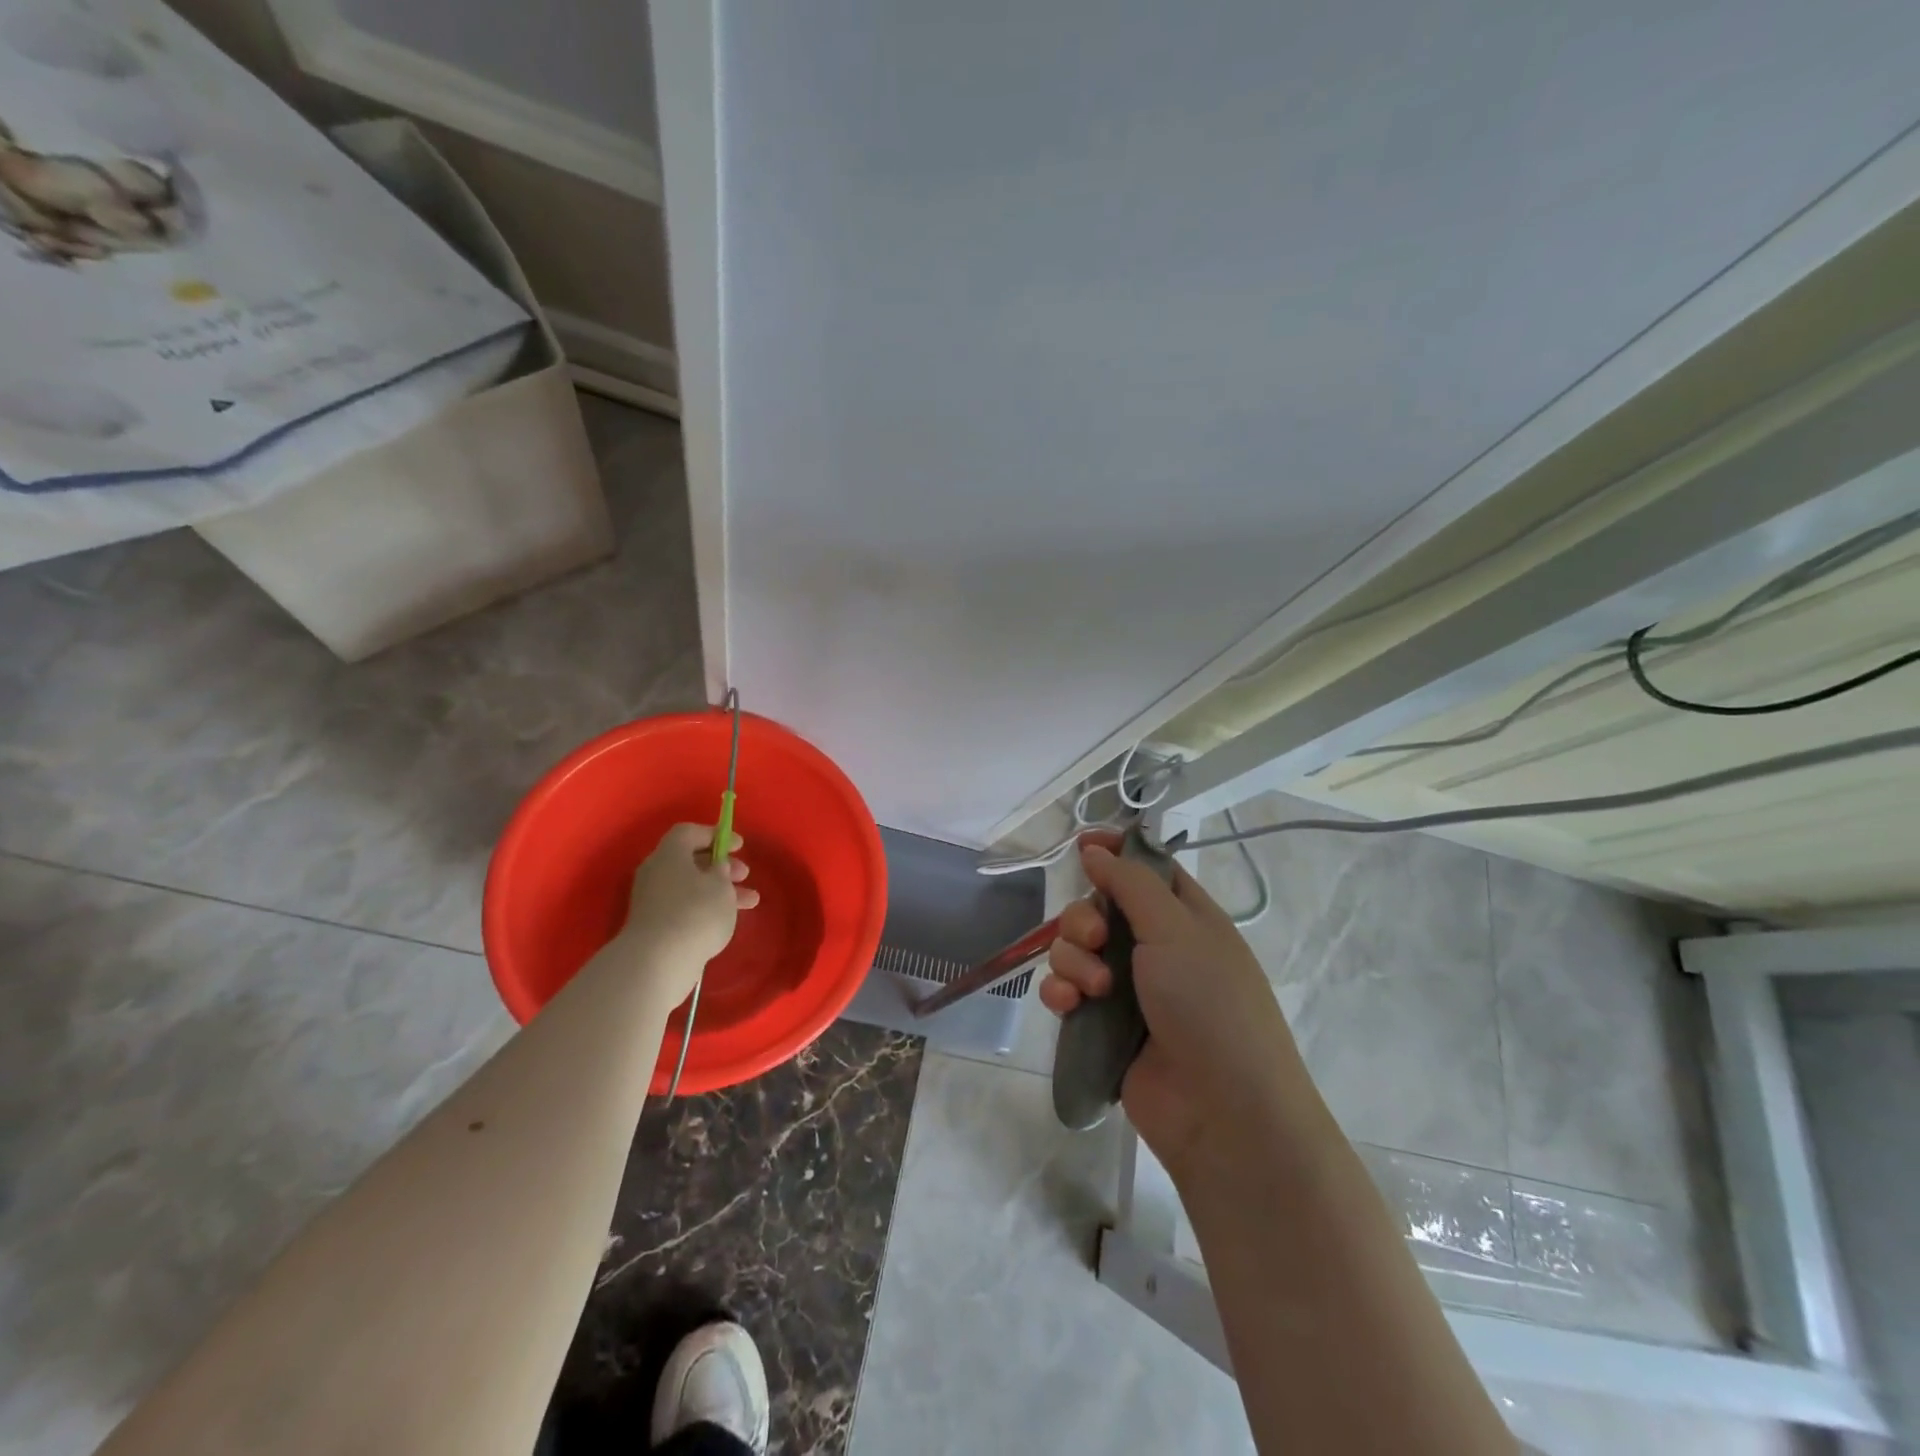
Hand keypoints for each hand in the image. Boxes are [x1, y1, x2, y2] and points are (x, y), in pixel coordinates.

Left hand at [619, 823, 759, 1000]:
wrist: (658, 963)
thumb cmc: (695, 913)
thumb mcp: (720, 886)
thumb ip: (722, 870)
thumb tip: (715, 867)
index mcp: (669, 854)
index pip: (689, 832)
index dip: (716, 835)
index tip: (739, 846)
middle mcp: (656, 873)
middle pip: (690, 860)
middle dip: (721, 866)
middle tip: (745, 875)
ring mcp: (652, 901)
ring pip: (691, 886)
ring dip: (720, 890)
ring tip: (750, 902)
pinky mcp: (654, 926)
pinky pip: (684, 907)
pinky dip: (706, 908)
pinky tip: (726, 920)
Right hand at [1040, 833, 1305, 1171]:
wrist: (1222, 1111)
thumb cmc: (1210, 1005)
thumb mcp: (1177, 930)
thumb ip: (1131, 884)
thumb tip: (1097, 849)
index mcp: (1186, 917)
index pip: (1146, 868)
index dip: (1115, 852)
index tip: (1081, 844)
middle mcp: (1156, 948)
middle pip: (1099, 908)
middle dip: (1085, 918)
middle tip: (1098, 939)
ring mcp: (1128, 989)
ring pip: (1076, 949)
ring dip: (1073, 960)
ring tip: (1094, 989)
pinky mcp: (1103, 1026)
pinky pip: (1066, 991)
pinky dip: (1061, 992)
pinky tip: (1066, 1005)